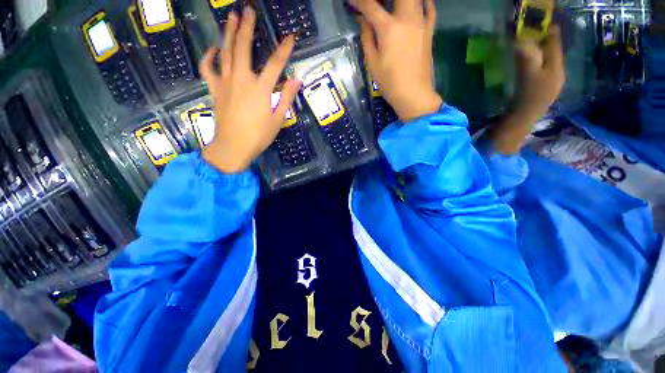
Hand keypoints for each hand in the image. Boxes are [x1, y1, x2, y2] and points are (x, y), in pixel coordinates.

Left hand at [199, 7, 300, 172]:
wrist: (233, 147)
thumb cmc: (258, 136)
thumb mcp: (278, 120)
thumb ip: (286, 98)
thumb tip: (297, 81)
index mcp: (260, 90)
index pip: (276, 64)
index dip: (284, 49)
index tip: (290, 37)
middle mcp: (242, 80)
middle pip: (244, 48)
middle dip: (247, 27)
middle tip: (248, 9)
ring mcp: (225, 82)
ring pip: (226, 52)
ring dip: (229, 33)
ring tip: (232, 17)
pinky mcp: (214, 88)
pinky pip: (208, 68)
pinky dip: (209, 56)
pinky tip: (213, 48)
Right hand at [354, 0, 442, 121]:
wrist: (414, 94)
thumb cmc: (390, 82)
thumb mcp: (373, 63)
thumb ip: (367, 38)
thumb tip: (363, 21)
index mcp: (389, 29)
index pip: (371, 6)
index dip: (359, 2)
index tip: (351, 1)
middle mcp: (407, 18)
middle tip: (376, 3)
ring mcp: (421, 22)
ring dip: (400, 0)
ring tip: (392, 5)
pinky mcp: (430, 30)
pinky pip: (429, 7)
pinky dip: (423, 1)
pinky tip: (416, 3)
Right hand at [513, 26, 565, 118]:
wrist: (523, 119)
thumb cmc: (526, 97)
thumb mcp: (526, 74)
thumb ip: (527, 56)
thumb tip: (521, 40)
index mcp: (557, 67)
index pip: (555, 45)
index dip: (550, 33)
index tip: (542, 26)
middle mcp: (559, 73)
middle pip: (554, 53)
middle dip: (546, 43)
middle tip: (535, 36)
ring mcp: (554, 84)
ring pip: (550, 63)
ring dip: (543, 55)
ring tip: (533, 49)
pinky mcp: (546, 91)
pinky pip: (546, 72)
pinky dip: (540, 65)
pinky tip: (533, 67)